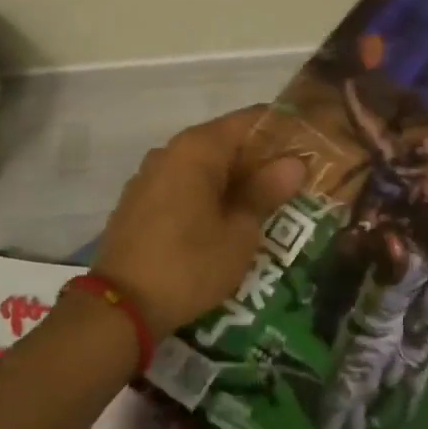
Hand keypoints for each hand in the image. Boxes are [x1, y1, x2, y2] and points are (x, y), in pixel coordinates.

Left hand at [90, 107, 307, 334]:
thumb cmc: (189, 264)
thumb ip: (265, 192)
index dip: (281, 130)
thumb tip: (293, 163)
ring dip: (233, 178)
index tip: (308, 147)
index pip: (249, 120)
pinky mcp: (138, 201)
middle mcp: (170, 151)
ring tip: (264, 203)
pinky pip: (183, 184)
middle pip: (225, 141)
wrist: (119, 307)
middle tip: (294, 181)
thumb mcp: (239, 233)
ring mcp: (149, 175)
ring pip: (203, 164)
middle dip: (259, 158)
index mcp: (198, 148)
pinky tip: (225, 219)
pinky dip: (207, 193)